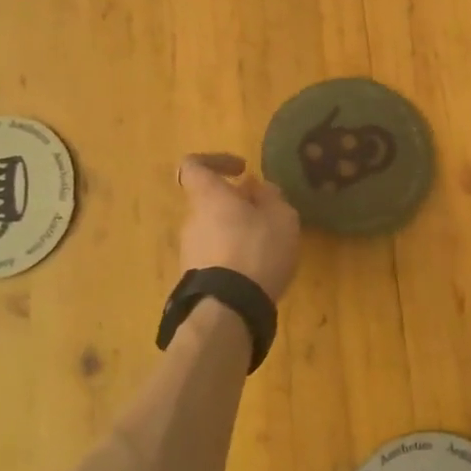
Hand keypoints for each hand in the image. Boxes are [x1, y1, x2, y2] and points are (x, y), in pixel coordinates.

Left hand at [178, 154, 300, 301]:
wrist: (229, 309)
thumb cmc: (257, 251)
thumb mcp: (281, 217)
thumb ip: (270, 197)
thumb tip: (255, 187)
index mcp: (209, 197)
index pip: (193, 166)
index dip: (216, 161)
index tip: (242, 170)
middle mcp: (191, 220)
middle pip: (210, 201)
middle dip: (238, 205)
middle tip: (268, 216)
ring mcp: (189, 250)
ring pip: (213, 229)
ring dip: (237, 232)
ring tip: (267, 247)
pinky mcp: (194, 277)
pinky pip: (214, 255)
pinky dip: (233, 256)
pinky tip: (256, 270)